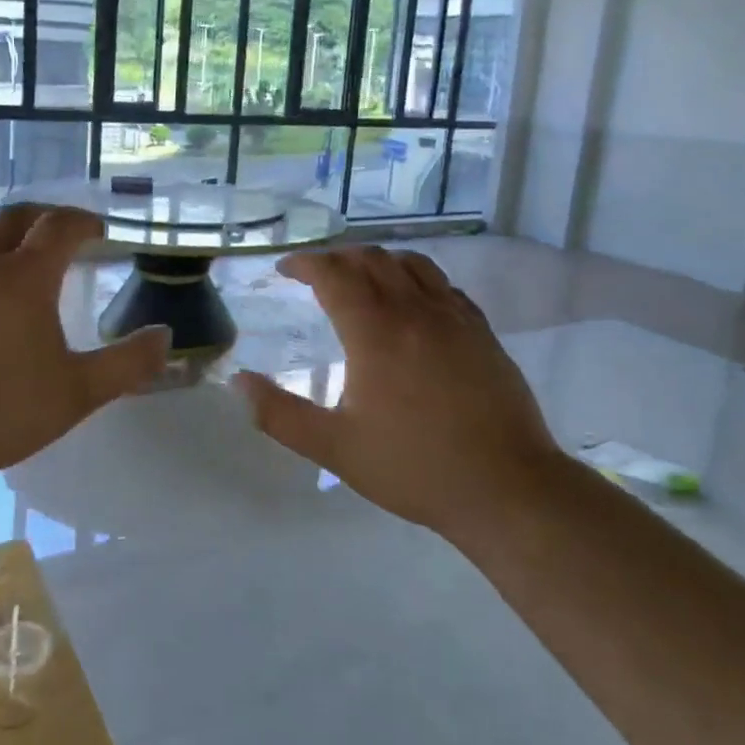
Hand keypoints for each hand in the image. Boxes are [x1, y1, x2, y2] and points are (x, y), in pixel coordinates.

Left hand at [0, 205, 168, 492]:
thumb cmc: (1, 413)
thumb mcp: (78, 393)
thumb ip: (128, 363)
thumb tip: (165, 336)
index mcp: (22, 277)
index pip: (58, 227)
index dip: (83, 222)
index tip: (98, 231)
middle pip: (11, 217)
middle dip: (41, 216)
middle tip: (59, 231)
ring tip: (8, 246)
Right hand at [233, 247, 564, 535]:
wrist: (506, 487)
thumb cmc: (414, 467)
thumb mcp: (334, 447)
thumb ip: (279, 414)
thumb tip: (238, 382)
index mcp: (375, 332)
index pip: (333, 274)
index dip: (305, 263)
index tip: (285, 269)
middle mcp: (415, 311)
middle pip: (371, 259)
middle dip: (337, 257)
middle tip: (316, 274)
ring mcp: (454, 318)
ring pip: (411, 264)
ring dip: (378, 261)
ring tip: (361, 278)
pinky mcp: (482, 332)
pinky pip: (443, 285)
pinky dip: (416, 278)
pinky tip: (413, 302)